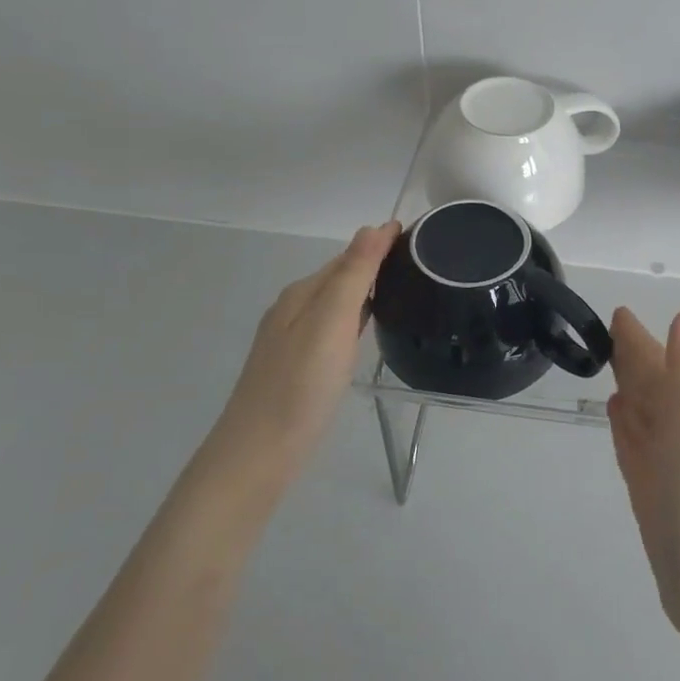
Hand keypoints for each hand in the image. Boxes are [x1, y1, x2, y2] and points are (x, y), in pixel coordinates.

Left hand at [196, 222, 399, 512]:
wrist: (259, 453)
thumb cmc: (300, 384)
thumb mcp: (330, 322)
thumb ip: (353, 275)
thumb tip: (373, 227)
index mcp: (302, 294)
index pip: (349, 255)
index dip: (380, 243)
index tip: (418, 234)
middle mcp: (294, 310)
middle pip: (340, 276)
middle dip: (375, 262)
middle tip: (420, 259)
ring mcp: (293, 340)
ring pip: (337, 303)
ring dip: (366, 289)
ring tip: (404, 287)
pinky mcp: (299, 367)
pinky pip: (334, 327)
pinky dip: (356, 317)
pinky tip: (369, 329)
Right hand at [608, 307, 679, 642]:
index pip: (660, 362)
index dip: (640, 339)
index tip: (619, 313)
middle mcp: (679, 431)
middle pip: (650, 384)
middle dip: (632, 357)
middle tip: (607, 330)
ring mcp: (663, 462)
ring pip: (641, 411)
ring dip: (629, 386)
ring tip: (610, 363)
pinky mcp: (648, 490)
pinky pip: (632, 443)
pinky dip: (624, 424)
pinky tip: (617, 412)